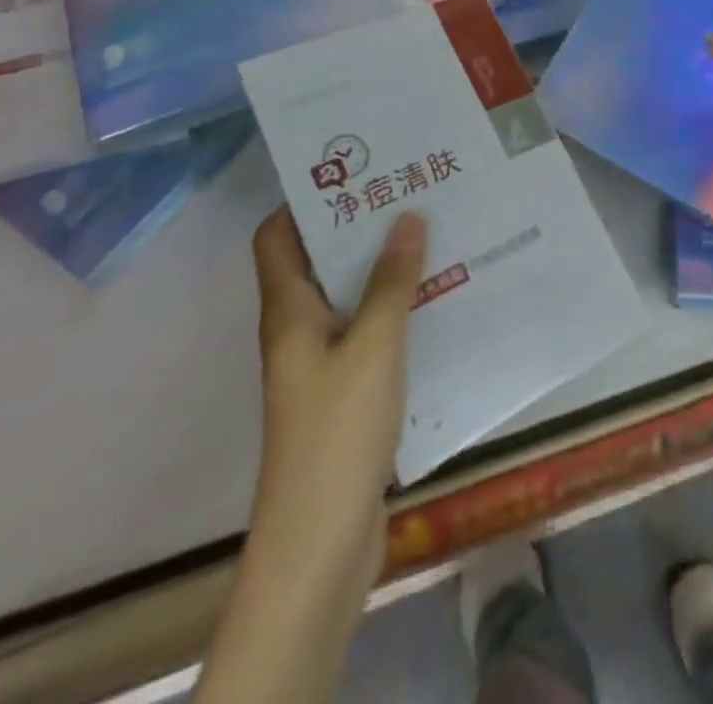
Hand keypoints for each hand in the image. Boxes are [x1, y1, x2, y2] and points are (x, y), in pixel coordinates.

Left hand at [249, 207, 425, 599]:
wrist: (320, 541)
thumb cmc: (337, 430)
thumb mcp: (372, 345)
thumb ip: (391, 282)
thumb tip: (407, 218)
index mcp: (288, 310)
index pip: (276, 237)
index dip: (304, 201)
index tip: (355, 172)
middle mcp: (297, 329)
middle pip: (317, 261)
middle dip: (358, 228)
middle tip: (409, 194)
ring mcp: (320, 364)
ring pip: (348, 297)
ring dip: (381, 270)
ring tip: (432, 235)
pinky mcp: (344, 393)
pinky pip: (367, 333)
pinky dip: (394, 311)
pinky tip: (436, 302)